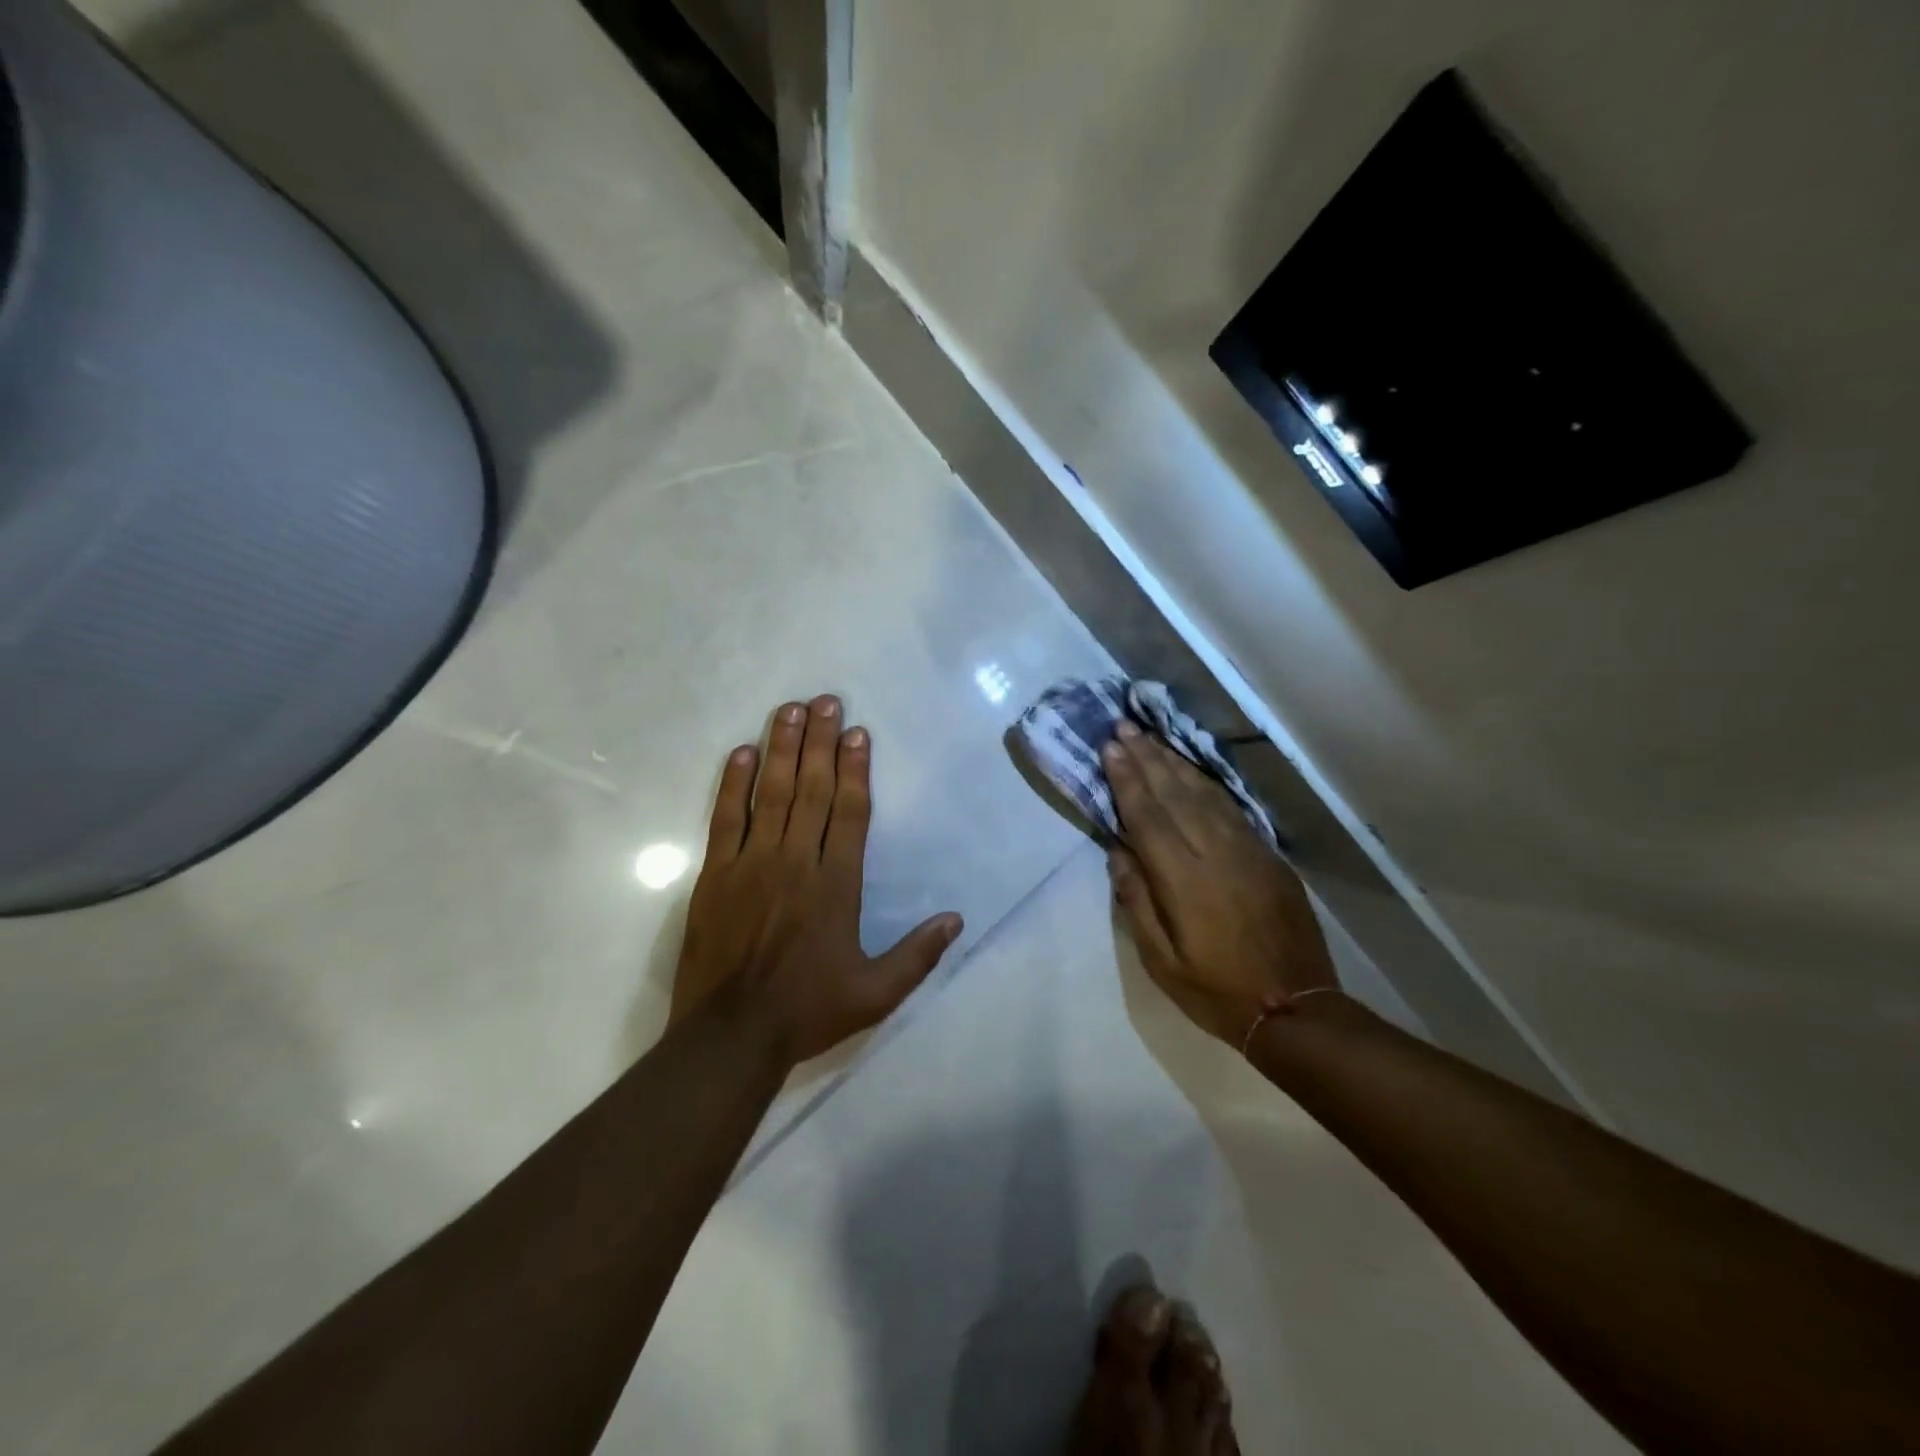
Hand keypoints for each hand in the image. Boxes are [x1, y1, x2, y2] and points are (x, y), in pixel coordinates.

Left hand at [670, 696, 963, 1066]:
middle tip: (826, 700)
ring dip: (782, 749)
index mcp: (836, 885)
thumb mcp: (876, 993)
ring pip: (771, 794)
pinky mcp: (715, 874)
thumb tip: (956, 918)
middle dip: (821, 742)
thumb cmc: (807, 1010)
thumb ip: (918, 955)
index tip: (858, 732)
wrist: (730, 1036)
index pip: (849, 812)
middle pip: (812, 789)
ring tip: (790, 710)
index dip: (856, 769)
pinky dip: (732, 784)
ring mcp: (751, 863)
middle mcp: (796, 862)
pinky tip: (741, 753)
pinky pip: (724, 818)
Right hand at [1104, 721, 1336, 1047]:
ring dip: (1175, 763)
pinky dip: (1208, 784)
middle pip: (1175, 795)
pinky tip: (1193, 772)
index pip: (1148, 817)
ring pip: (1205, 794)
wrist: (1296, 1008)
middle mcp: (1216, 854)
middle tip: (1124, 727)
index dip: (1127, 780)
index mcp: (1184, 880)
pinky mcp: (1269, 856)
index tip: (1110, 748)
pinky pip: (1232, 809)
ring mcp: (1248, 851)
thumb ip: (1137, 902)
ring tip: (1151, 739)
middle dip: (1147, 758)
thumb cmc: (1217, 990)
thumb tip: (1118, 852)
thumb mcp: (1162, 961)